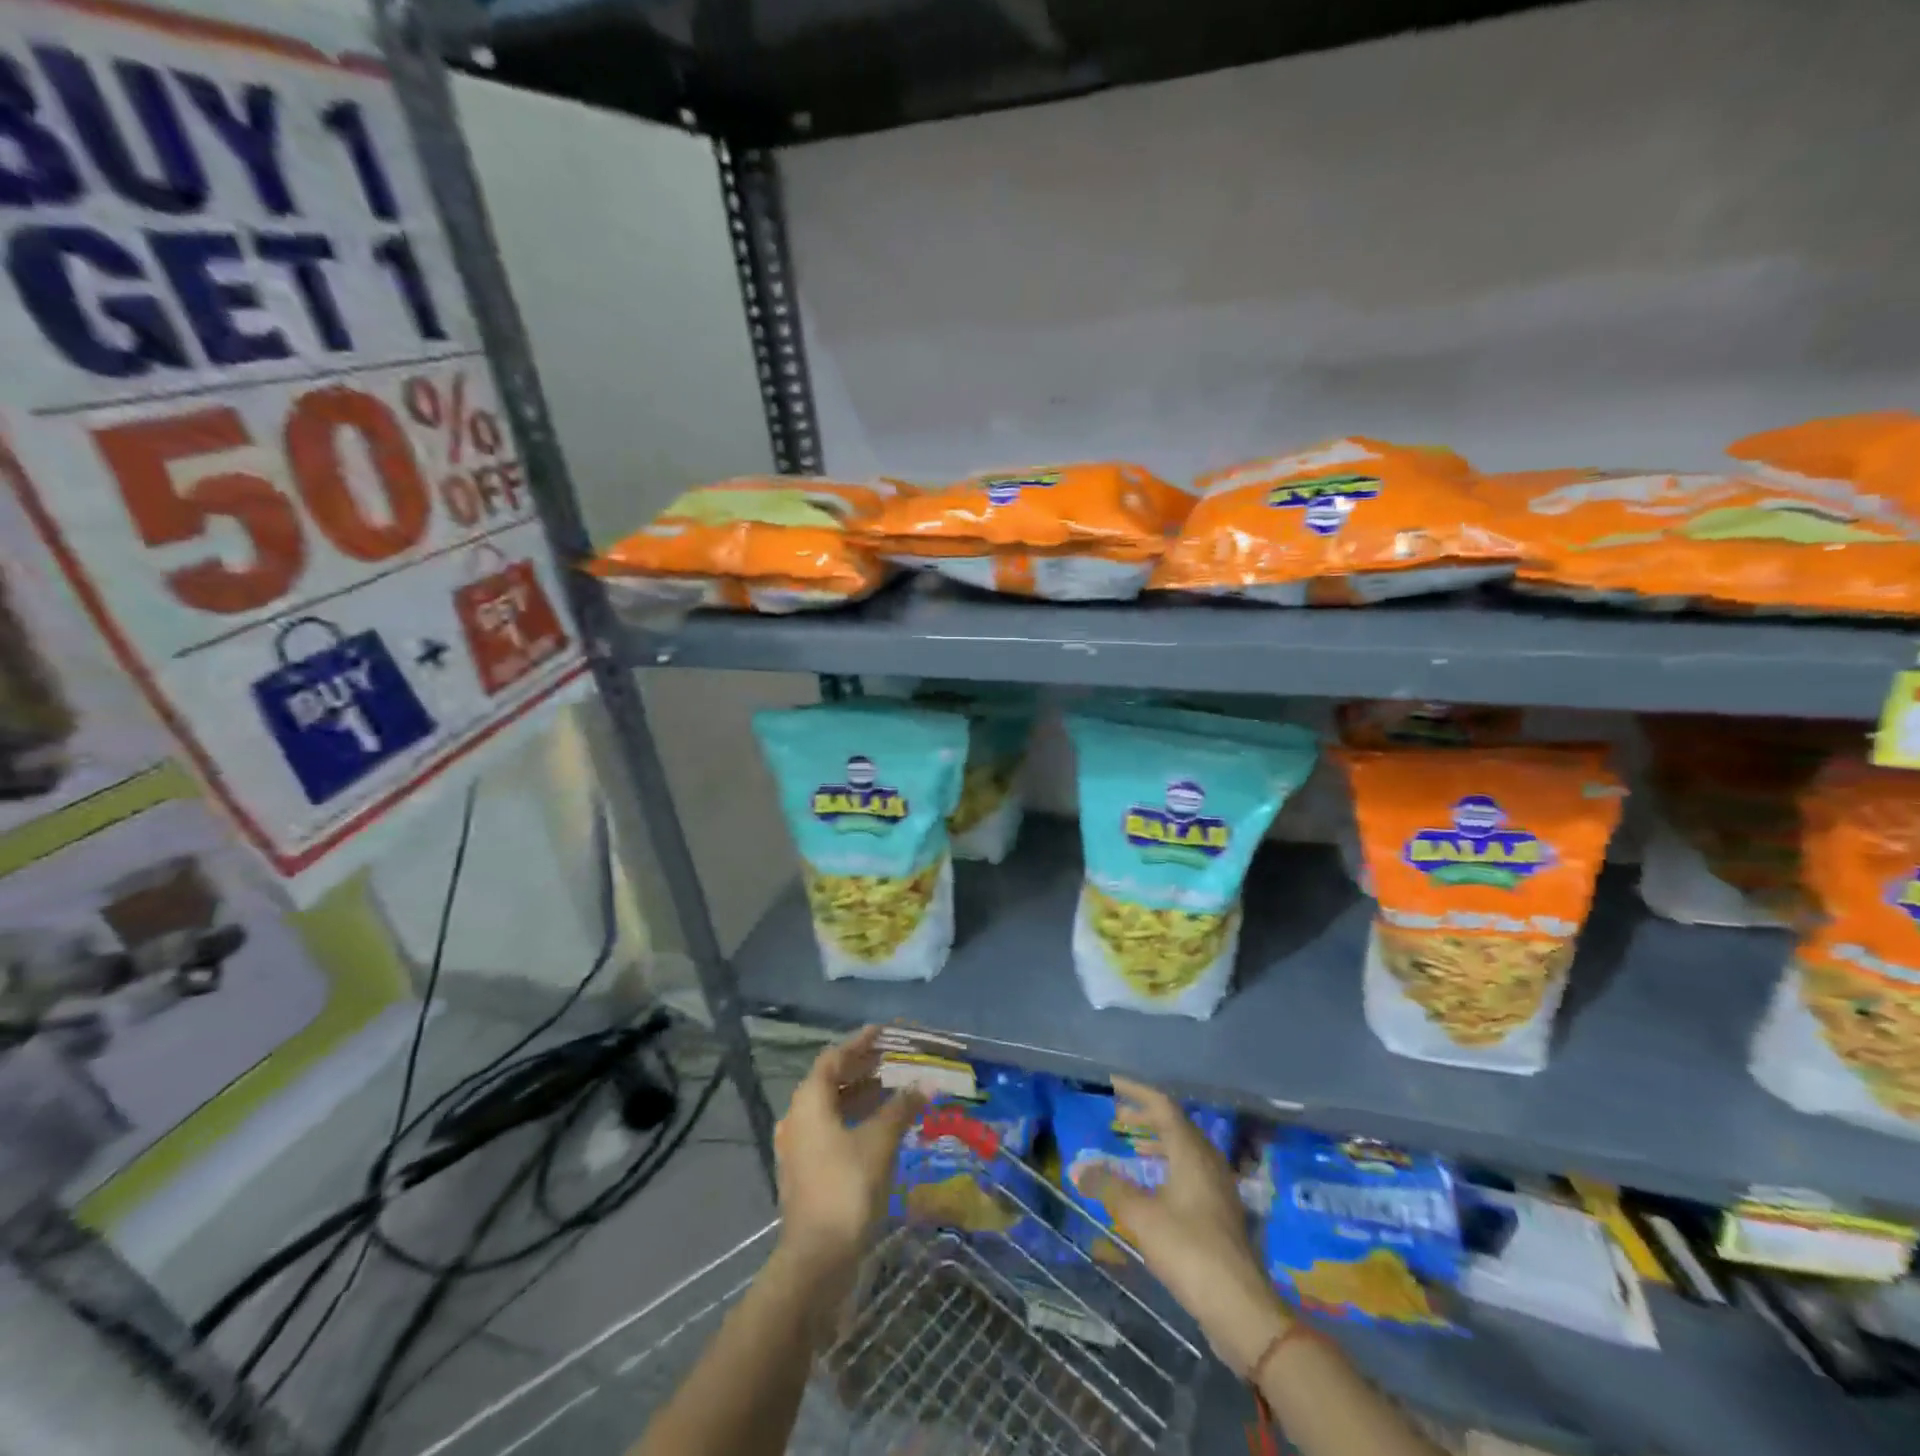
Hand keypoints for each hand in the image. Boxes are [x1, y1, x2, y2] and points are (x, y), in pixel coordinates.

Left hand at [773, 1026, 924, 1278]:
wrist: (817, 1258)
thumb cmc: (847, 1187)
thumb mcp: (880, 1141)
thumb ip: (902, 1107)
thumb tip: (927, 1083)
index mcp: (808, 1101)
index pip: (833, 1058)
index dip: (859, 1043)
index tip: (883, 1033)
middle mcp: (797, 1118)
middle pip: (830, 1081)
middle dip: (861, 1068)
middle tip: (892, 1058)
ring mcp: (799, 1148)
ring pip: (830, 1108)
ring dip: (860, 1095)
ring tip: (892, 1088)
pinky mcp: (806, 1172)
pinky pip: (831, 1130)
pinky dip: (854, 1120)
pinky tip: (880, 1125)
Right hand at [1074, 1076, 1288, 1375]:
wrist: (1240, 1307)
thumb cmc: (1189, 1250)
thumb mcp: (1141, 1216)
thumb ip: (1109, 1187)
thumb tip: (1077, 1167)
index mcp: (1192, 1152)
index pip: (1163, 1106)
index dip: (1137, 1092)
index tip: (1113, 1084)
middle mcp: (1208, 1161)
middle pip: (1176, 1125)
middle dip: (1146, 1117)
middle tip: (1118, 1117)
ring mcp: (1218, 1188)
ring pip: (1185, 1150)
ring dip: (1157, 1142)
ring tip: (1131, 1146)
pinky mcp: (1221, 1213)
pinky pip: (1190, 1171)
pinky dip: (1167, 1165)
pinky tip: (1153, 1185)